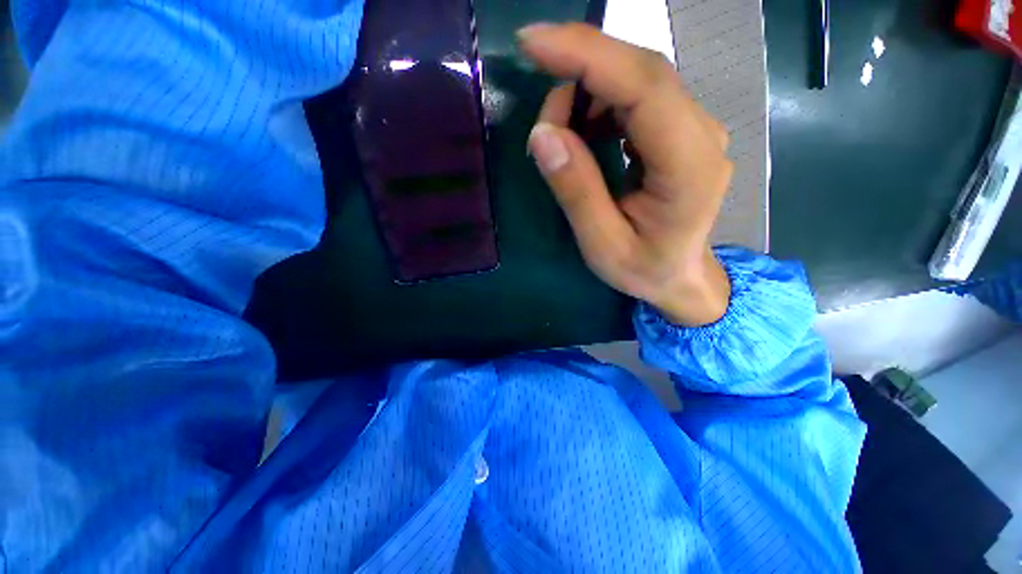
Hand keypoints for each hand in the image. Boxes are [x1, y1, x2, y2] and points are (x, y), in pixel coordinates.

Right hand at [518, 23, 732, 326]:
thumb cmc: (645, 270)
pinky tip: (584, 134)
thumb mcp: (602, 245)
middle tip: (543, 121)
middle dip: (579, 74)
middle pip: (640, 72)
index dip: (587, 55)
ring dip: (587, 94)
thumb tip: (543, 135)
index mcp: (689, 167)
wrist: (681, 276)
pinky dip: (600, 104)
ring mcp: (696, 128)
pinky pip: (638, 97)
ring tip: (561, 137)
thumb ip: (577, 192)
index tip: (533, 42)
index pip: (643, 86)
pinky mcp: (681, 130)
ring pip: (637, 80)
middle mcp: (702, 134)